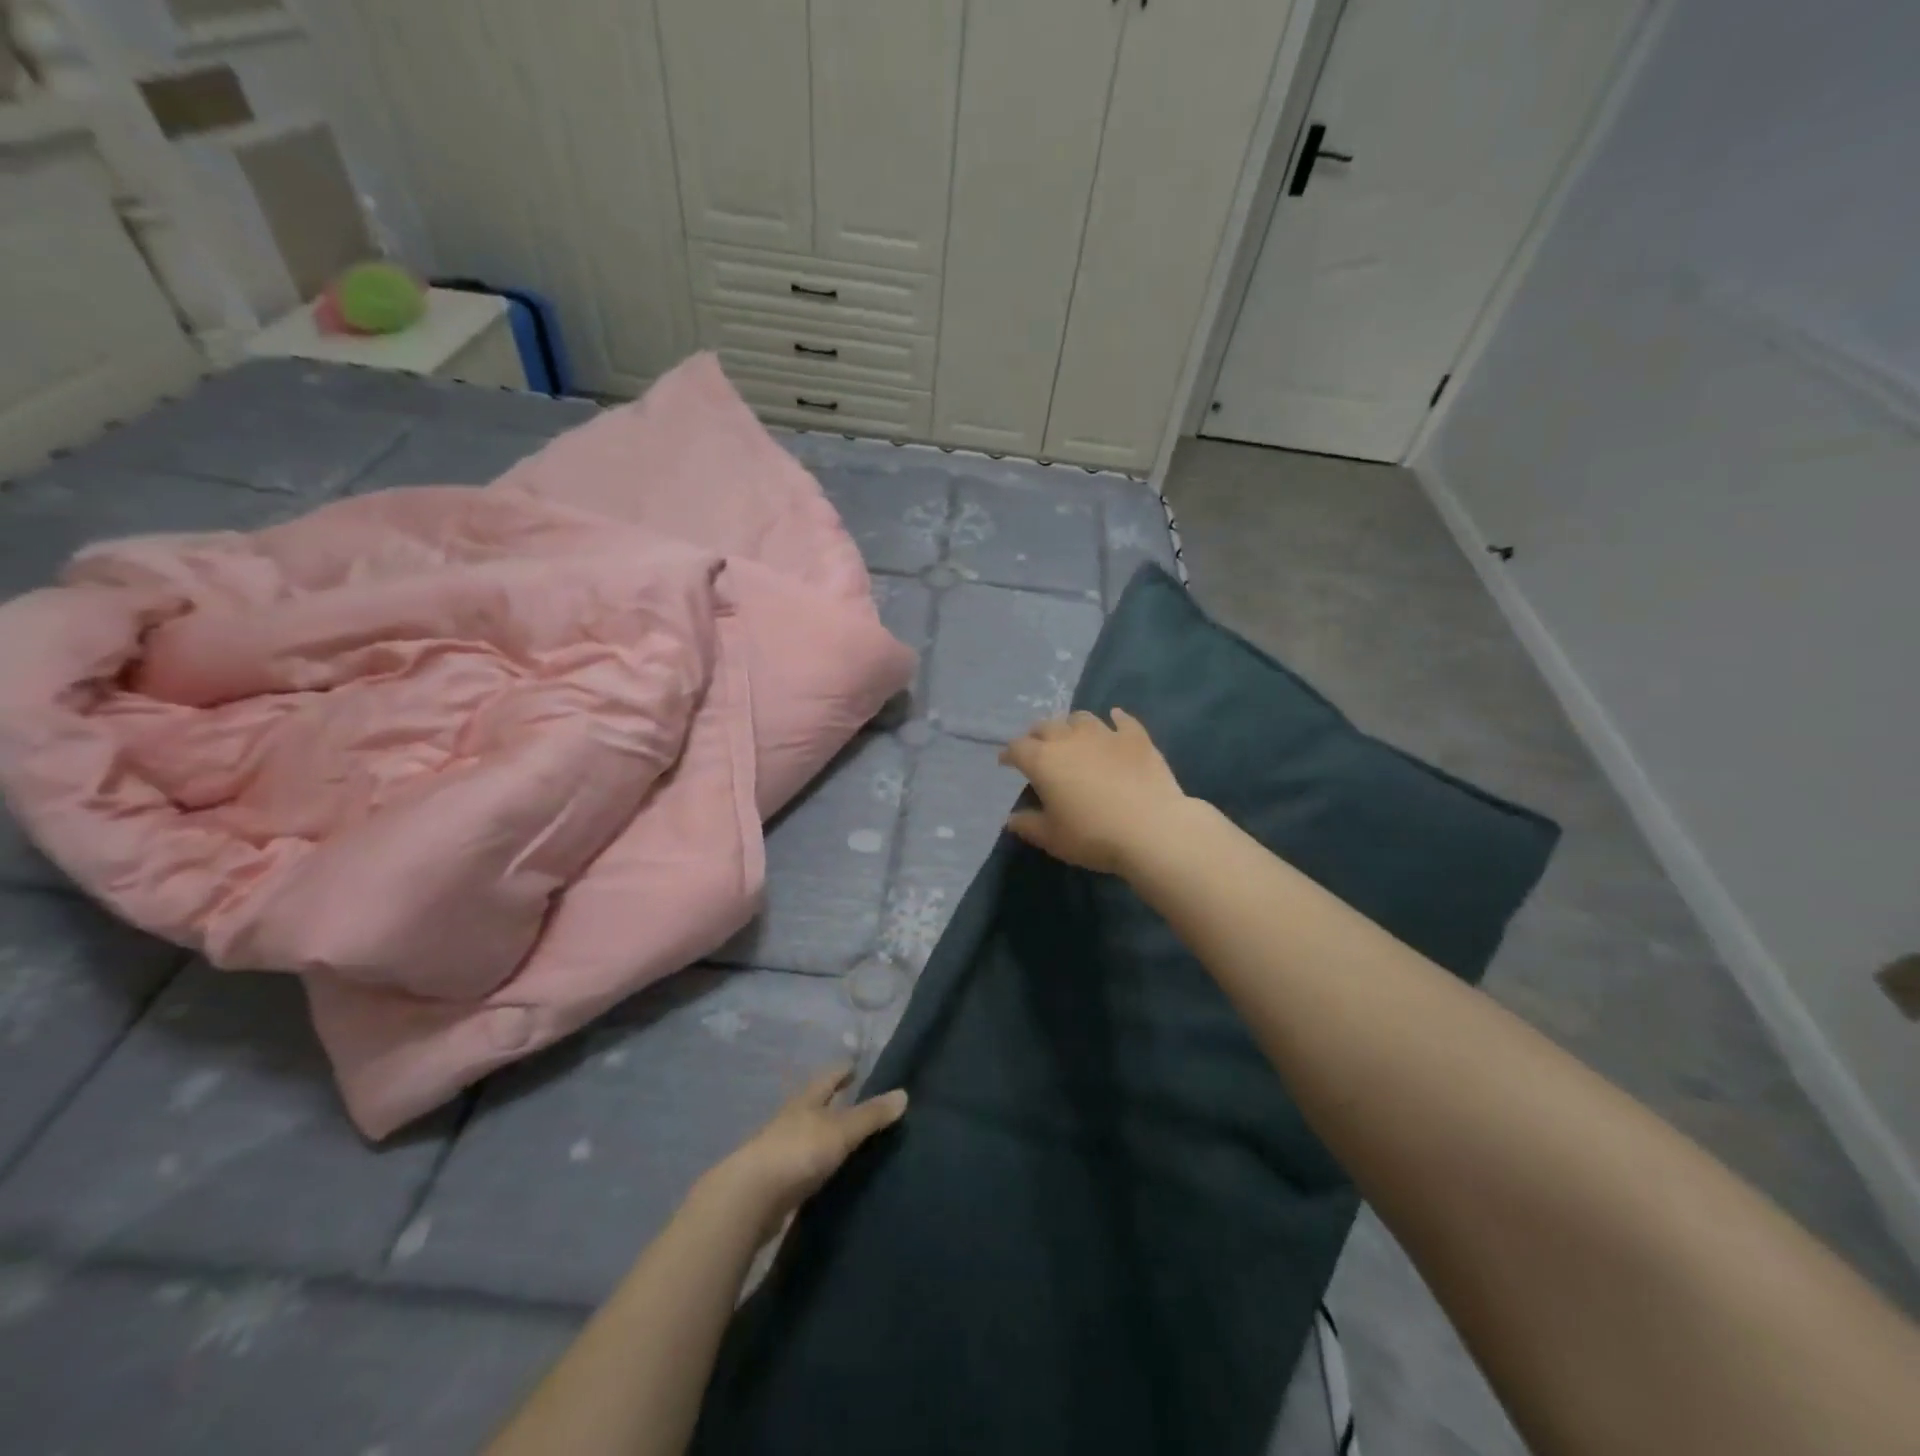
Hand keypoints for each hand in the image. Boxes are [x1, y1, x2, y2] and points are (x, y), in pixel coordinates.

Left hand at [701, 1064, 907, 1239]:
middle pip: (816, 1105)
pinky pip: (804, 1166)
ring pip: (809, 1135)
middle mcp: (792, 1119)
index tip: (856, 1065)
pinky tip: (831, 1174)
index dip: (843, 1070)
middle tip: (859, 1102)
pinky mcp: (777, 1182)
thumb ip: (871, 1115)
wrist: (750, 1198)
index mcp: (806, 1100)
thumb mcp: (841, 1130)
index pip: (828, 1077)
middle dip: (835, 1102)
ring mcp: (781, 1150)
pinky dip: (819, 1164)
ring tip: (850, 1140)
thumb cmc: (797, 1151)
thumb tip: (904, 1094)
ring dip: (826, 1135)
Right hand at [998, 708, 1188, 874]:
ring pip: (1081, 718)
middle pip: (1046, 726)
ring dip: (1071, 725)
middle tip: (1037, 747)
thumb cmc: (1094, 836)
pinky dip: (1115, 719)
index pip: (1017, 748)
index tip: (1006, 763)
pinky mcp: (1136, 738)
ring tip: (1073, 735)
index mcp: (1043, 761)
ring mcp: (1105, 734)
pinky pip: (1122, 720)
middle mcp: (1070, 739)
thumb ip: (1029, 825)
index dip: (1009, 754)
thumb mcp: (1053, 839)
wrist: (1152, 829)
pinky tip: (1115, 720)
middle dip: (1037, 735)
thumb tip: (1012, 819)